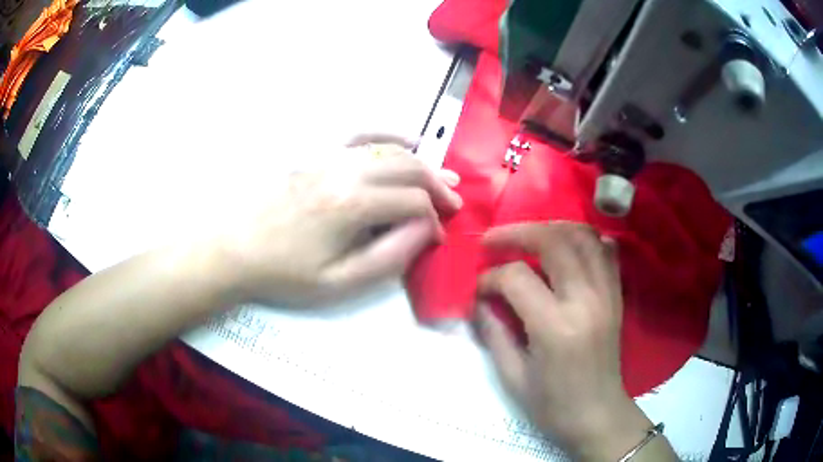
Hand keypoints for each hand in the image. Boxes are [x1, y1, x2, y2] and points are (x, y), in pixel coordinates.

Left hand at [220, 134, 461, 305]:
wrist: (236, 248)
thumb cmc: (286, 272)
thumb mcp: (340, 281)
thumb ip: (390, 256)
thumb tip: (426, 230)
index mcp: (352, 205)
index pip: (413, 202)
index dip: (434, 218)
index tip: (439, 236)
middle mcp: (346, 171)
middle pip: (408, 167)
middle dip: (438, 184)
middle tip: (455, 201)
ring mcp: (330, 156)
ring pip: (389, 149)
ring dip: (421, 162)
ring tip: (441, 177)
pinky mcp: (317, 153)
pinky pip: (361, 134)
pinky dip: (389, 136)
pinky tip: (408, 140)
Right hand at [476, 222, 653, 460]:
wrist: (597, 415)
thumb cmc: (552, 405)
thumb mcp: (512, 377)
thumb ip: (494, 332)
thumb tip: (480, 301)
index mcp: (555, 328)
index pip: (518, 278)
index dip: (491, 278)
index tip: (480, 290)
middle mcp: (585, 301)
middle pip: (553, 241)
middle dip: (517, 233)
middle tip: (494, 240)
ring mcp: (606, 294)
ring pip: (583, 236)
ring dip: (552, 228)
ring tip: (529, 237)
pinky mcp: (616, 296)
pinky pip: (606, 251)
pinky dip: (585, 240)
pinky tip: (567, 248)